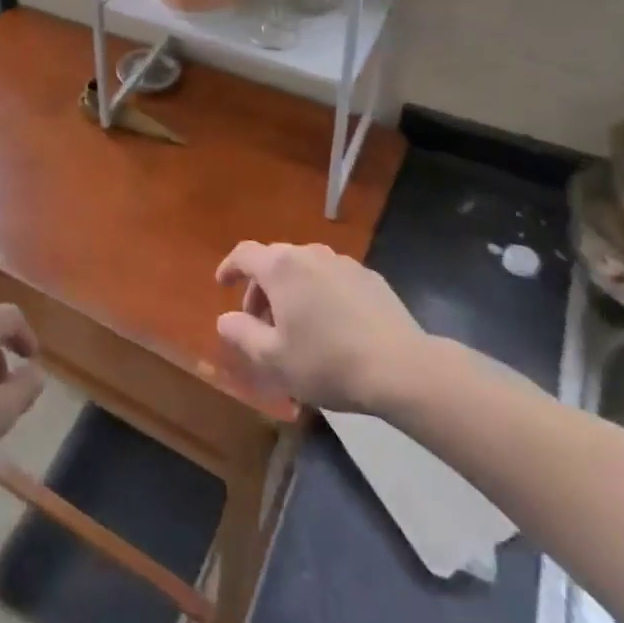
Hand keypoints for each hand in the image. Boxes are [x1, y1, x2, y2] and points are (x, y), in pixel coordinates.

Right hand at [215, 242, 426, 413]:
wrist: (401, 368)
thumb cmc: (328, 362)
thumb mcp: (274, 359)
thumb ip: (242, 334)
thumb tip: (225, 319)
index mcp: (281, 267)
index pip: (244, 254)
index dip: (229, 267)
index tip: (222, 284)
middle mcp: (310, 254)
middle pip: (275, 260)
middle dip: (260, 287)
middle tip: (259, 322)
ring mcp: (343, 263)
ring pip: (305, 268)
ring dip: (291, 290)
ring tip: (295, 325)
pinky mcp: (370, 277)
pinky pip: (332, 278)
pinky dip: (320, 293)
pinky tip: (330, 325)